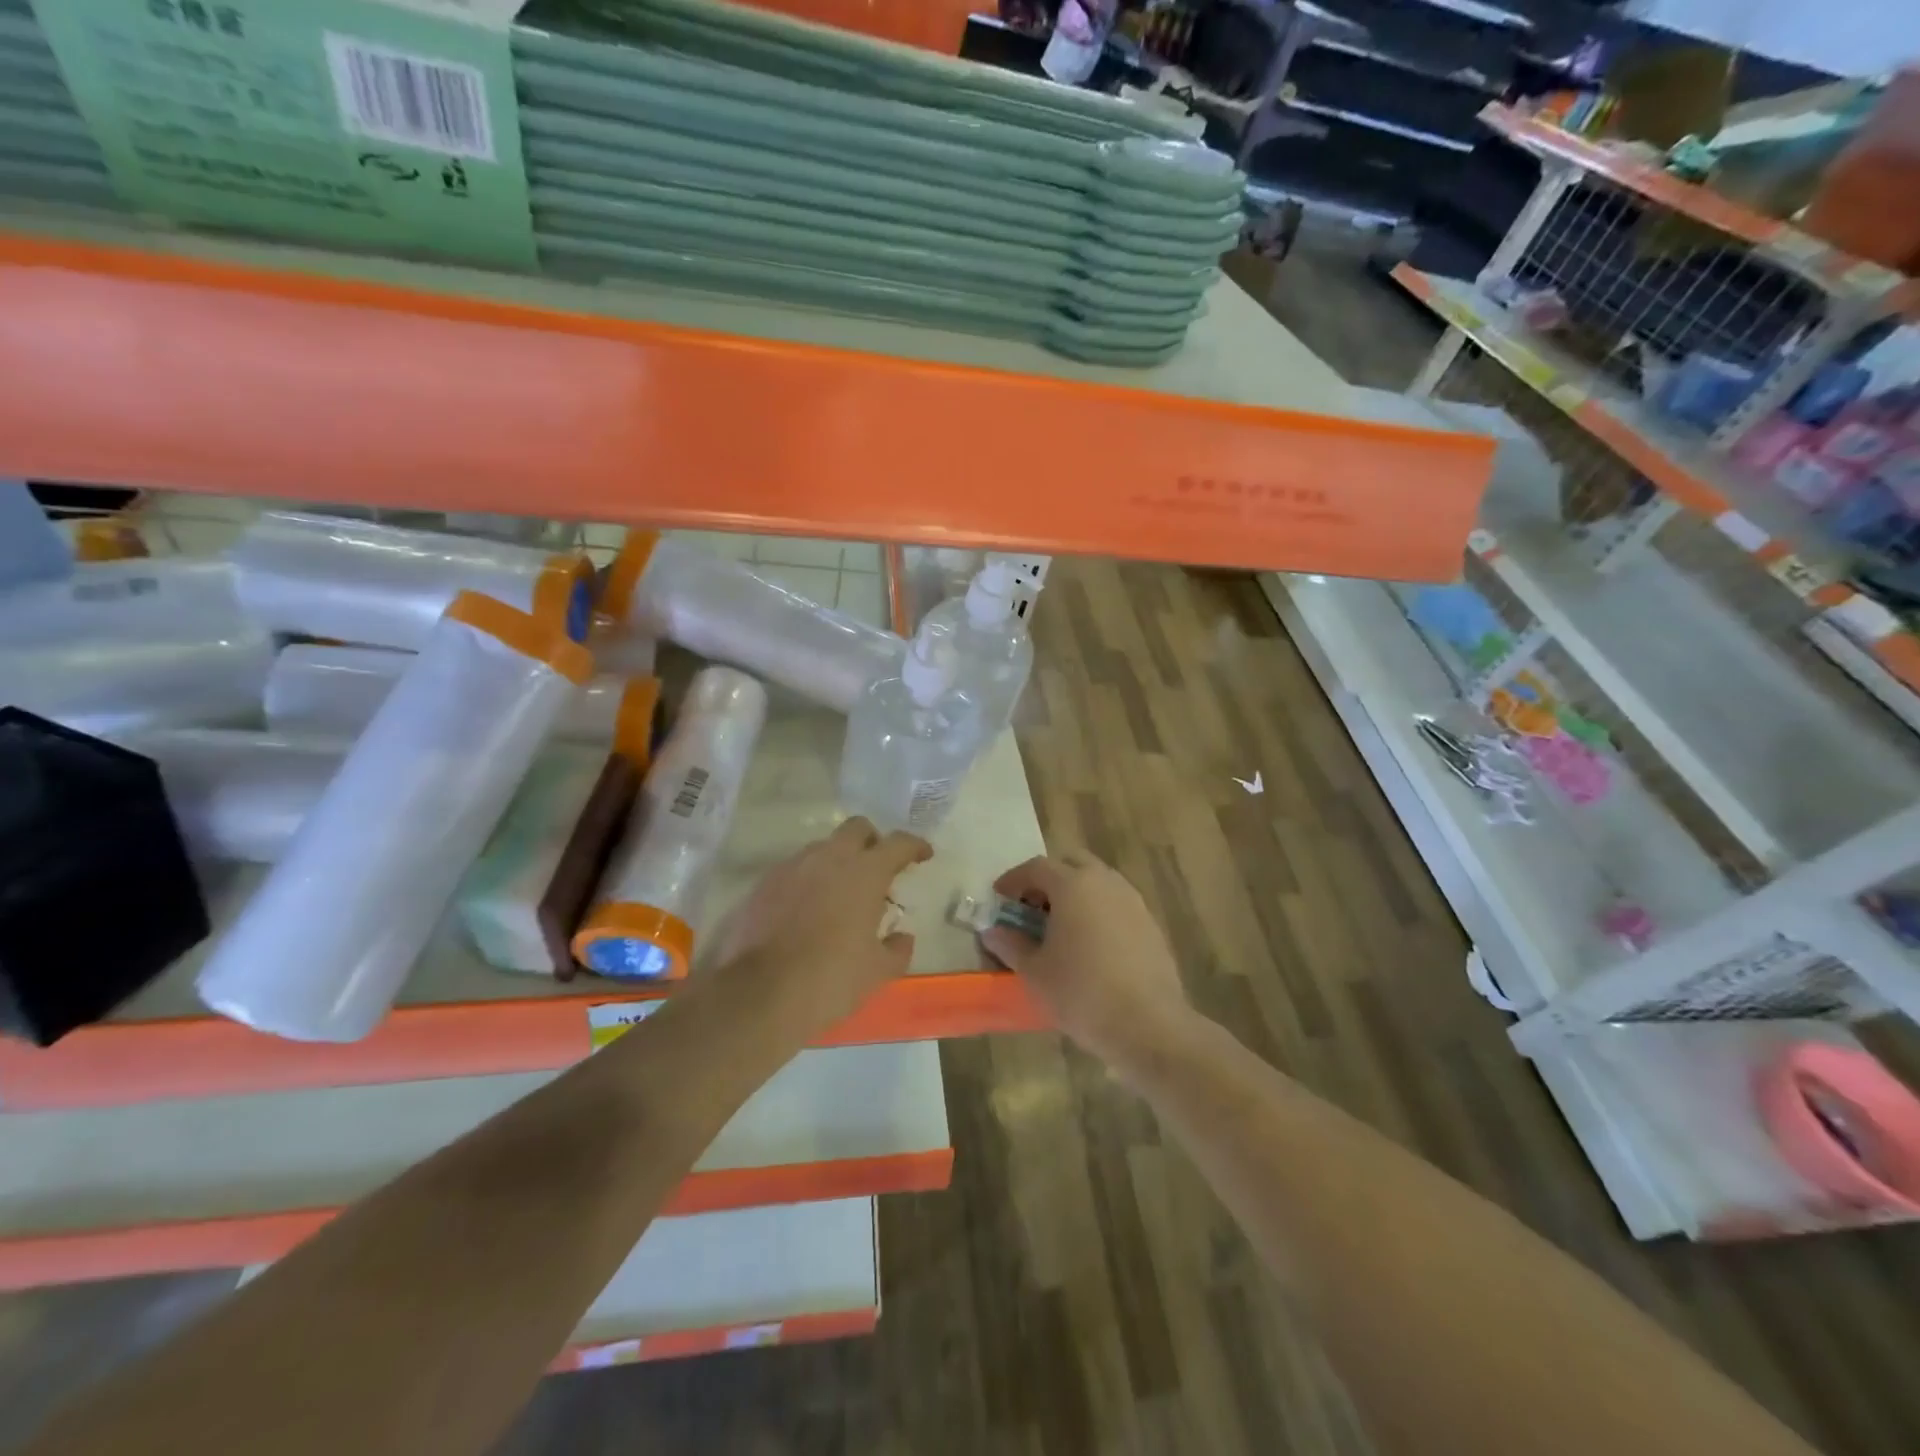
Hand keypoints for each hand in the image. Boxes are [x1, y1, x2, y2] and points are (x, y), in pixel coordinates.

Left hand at [711, 817, 930, 1040]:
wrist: (759, 994)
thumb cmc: (830, 979)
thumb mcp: (877, 972)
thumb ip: (897, 949)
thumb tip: (903, 937)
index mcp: (865, 873)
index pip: (898, 843)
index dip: (914, 846)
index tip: (923, 855)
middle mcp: (829, 858)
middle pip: (857, 828)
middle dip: (872, 841)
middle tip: (878, 868)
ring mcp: (792, 867)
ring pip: (822, 847)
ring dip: (838, 861)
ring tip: (841, 893)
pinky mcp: (764, 884)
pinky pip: (794, 869)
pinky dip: (808, 880)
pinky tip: (808, 909)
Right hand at [981, 852, 1193, 1076]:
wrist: (1148, 1024)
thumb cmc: (1081, 993)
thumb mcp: (1034, 972)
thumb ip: (1011, 945)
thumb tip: (993, 931)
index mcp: (1073, 885)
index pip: (1036, 867)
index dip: (1013, 880)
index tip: (1000, 898)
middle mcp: (1105, 882)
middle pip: (1071, 864)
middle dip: (1048, 879)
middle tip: (1032, 907)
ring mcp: (1132, 901)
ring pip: (1098, 882)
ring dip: (1076, 893)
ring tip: (1060, 927)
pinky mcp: (1151, 924)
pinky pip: (1116, 904)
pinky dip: (1098, 911)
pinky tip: (1090, 944)